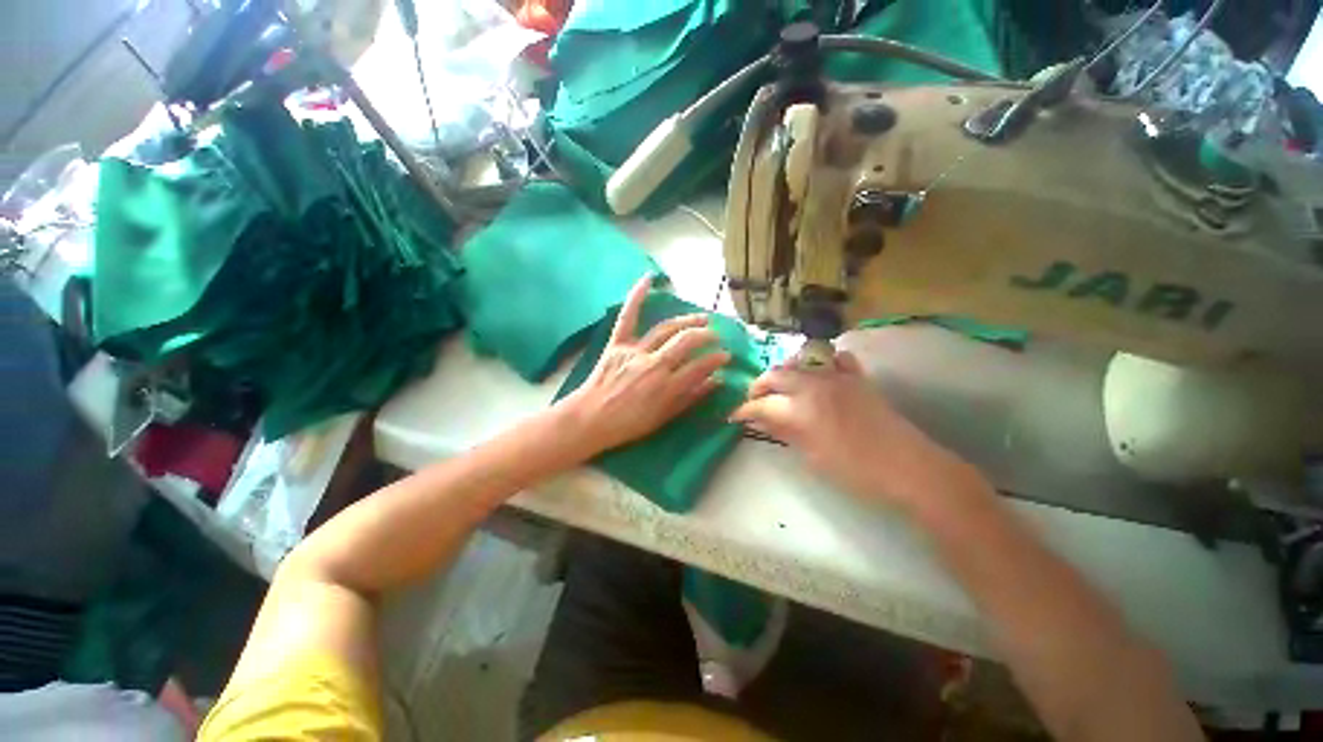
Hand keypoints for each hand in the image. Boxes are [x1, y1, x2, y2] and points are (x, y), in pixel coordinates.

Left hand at [558, 275, 729, 456]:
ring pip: (665, 328)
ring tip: (702, 317)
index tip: (725, 356)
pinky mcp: (617, 343)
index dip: (717, 359)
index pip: (700, 366)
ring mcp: (634, 351)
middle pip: (687, 341)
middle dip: (707, 335)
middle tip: (716, 335)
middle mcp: (654, 364)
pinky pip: (627, 317)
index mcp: (666, 386)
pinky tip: (648, 279)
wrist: (590, 420)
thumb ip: (691, 397)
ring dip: (687, 320)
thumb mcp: (664, 417)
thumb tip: (716, 381)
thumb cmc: (629, 423)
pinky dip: (636, 296)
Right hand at [730, 349, 985, 515]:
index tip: (734, 416)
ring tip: (781, 387)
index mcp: (801, 409)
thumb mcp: (811, 455)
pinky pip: (835, 358)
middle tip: (754, 400)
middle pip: (776, 375)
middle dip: (759, 386)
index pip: (762, 403)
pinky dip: (822, 362)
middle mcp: (814, 385)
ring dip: (784, 372)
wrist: (908, 468)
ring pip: (800, 361)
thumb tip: (760, 420)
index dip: (744, 409)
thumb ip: (783, 432)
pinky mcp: (857, 377)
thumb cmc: (855, 471)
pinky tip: (819, 374)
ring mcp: (837, 377)